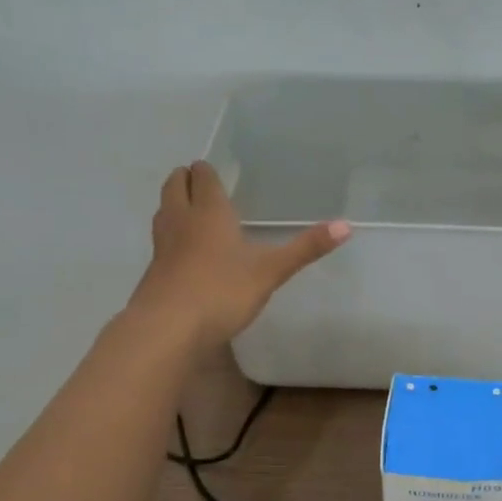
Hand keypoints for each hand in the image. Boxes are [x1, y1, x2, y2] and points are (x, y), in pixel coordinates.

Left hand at [131, 161, 350, 351]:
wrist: (169, 328)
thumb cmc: (222, 291)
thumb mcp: (271, 271)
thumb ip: (306, 248)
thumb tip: (347, 225)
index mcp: (209, 211)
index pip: (203, 177)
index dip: (208, 172)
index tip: (217, 172)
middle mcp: (181, 220)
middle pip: (175, 185)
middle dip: (186, 180)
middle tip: (202, 185)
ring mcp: (162, 245)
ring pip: (164, 211)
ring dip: (175, 204)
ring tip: (193, 212)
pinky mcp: (154, 271)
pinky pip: (161, 241)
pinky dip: (171, 237)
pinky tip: (185, 254)